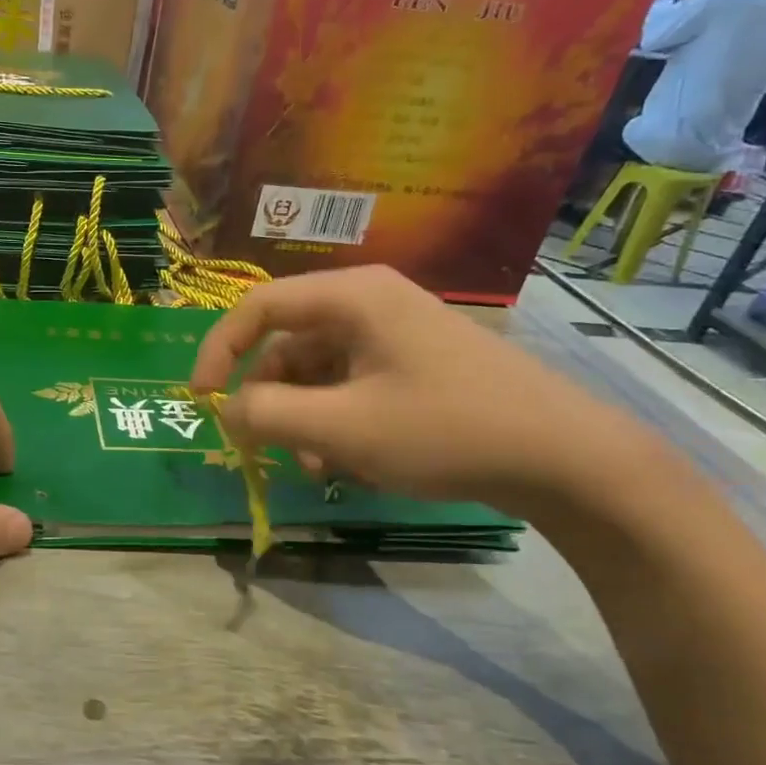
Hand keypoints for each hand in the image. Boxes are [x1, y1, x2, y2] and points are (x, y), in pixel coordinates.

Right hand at [189, 267, 660, 508]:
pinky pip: (352, 386)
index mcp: (352, 297)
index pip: (258, 307)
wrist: (566, 457)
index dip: (218, 350)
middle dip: (272, 400)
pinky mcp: (416, 365)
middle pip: (288, 344)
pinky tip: (350, 463)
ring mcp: (397, 335)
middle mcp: (371, 304)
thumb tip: (226, 409)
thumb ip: (267, 415)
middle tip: (263, 448)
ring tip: (318, 466)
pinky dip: (337, 422)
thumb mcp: (342, 428)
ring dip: (305, 419)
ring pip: (320, 372)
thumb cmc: (445, 429)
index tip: (200, 398)